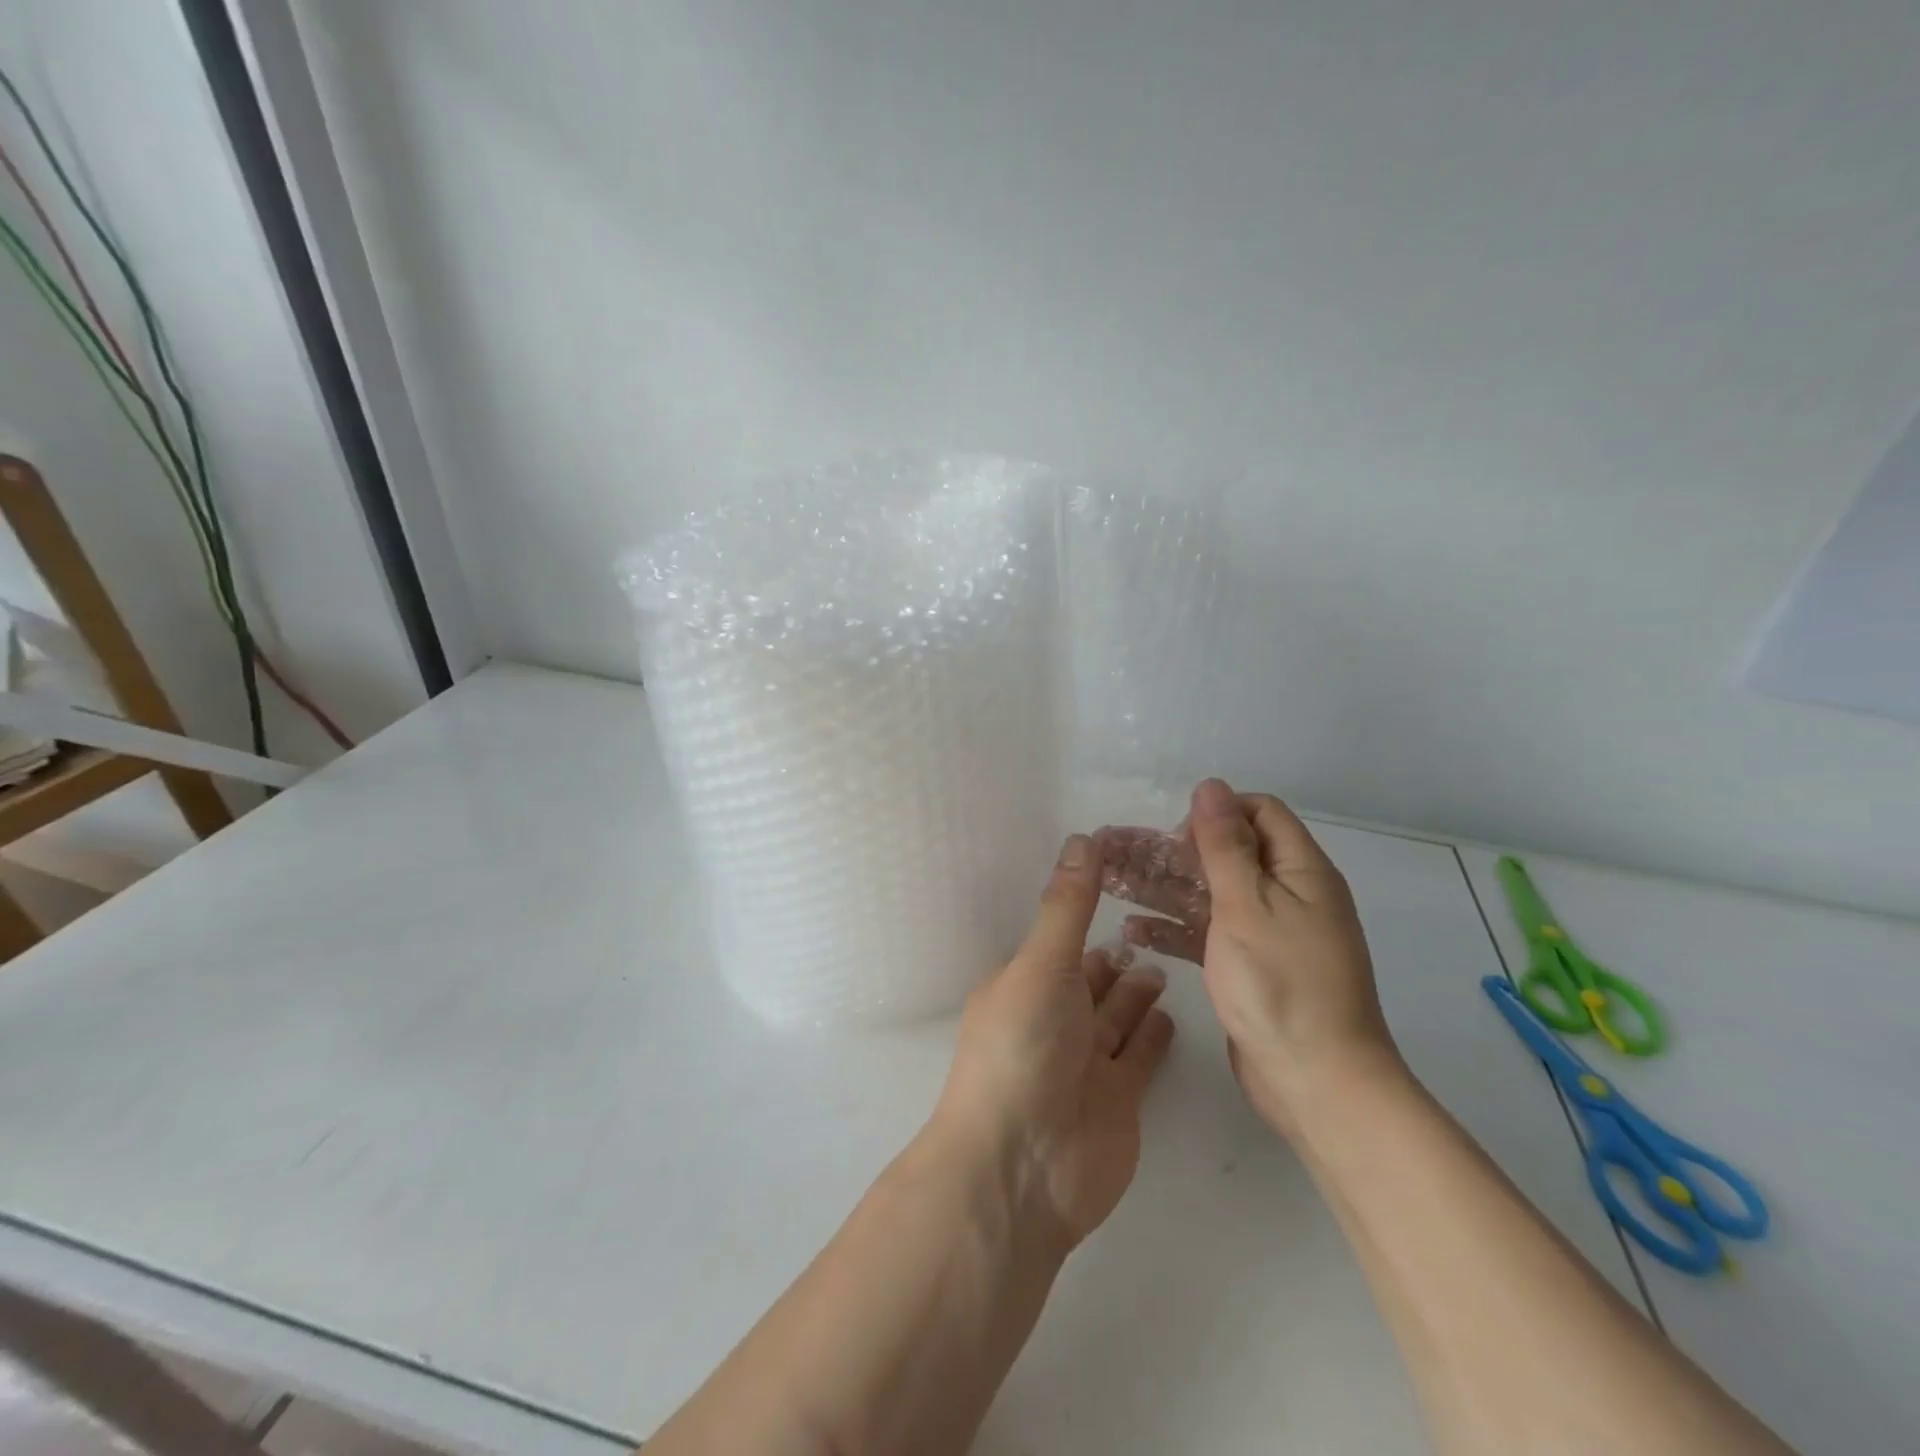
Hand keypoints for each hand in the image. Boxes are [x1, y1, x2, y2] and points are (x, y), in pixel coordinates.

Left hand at [931, 835, 1175, 1251]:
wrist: (1022, 1169)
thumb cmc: (1021, 1048)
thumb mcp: (1042, 964)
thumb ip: (1067, 906)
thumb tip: (1083, 838)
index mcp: (1026, 982)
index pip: (1063, 936)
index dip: (1091, 907)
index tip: (1130, 878)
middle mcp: (1055, 1018)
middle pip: (1092, 977)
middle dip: (1116, 952)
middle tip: (1159, 921)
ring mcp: (1087, 1061)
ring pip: (1116, 1014)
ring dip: (1135, 989)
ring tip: (1165, 959)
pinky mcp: (1119, 1099)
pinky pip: (1139, 1056)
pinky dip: (1151, 1034)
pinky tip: (1170, 1012)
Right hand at [1096, 779, 1400, 1133]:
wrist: (1317, 1083)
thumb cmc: (1282, 984)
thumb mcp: (1247, 904)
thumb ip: (1225, 844)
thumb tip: (1210, 786)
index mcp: (1300, 871)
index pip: (1259, 813)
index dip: (1216, 814)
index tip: (1176, 835)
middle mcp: (1286, 894)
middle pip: (1223, 853)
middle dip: (1171, 850)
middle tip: (1115, 850)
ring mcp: (1267, 933)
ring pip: (1208, 894)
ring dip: (1162, 888)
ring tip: (1110, 882)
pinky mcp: (1249, 967)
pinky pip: (1207, 933)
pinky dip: (1174, 929)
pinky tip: (1132, 932)